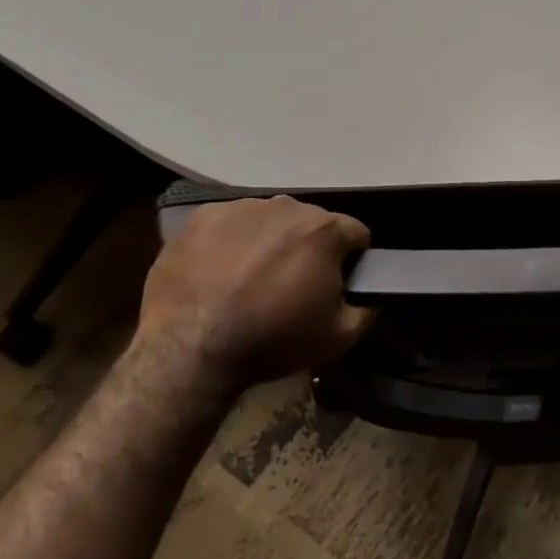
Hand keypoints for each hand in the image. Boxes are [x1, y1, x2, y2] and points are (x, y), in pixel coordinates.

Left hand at [137, 197, 373, 387]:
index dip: (352, 261)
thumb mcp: (341, 336)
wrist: (189, 351)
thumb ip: (367, 307)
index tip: (337, 285)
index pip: (356, 234)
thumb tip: (370, 293)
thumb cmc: (273, 340)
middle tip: (292, 286)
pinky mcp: (202, 217)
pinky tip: (221, 273)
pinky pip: (231, 223)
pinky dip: (233, 242)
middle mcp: (287, 207)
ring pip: (271, 220)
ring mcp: (241, 208)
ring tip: (252, 280)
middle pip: (312, 223)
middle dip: (309, 248)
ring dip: (271, 242)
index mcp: (325, 230)